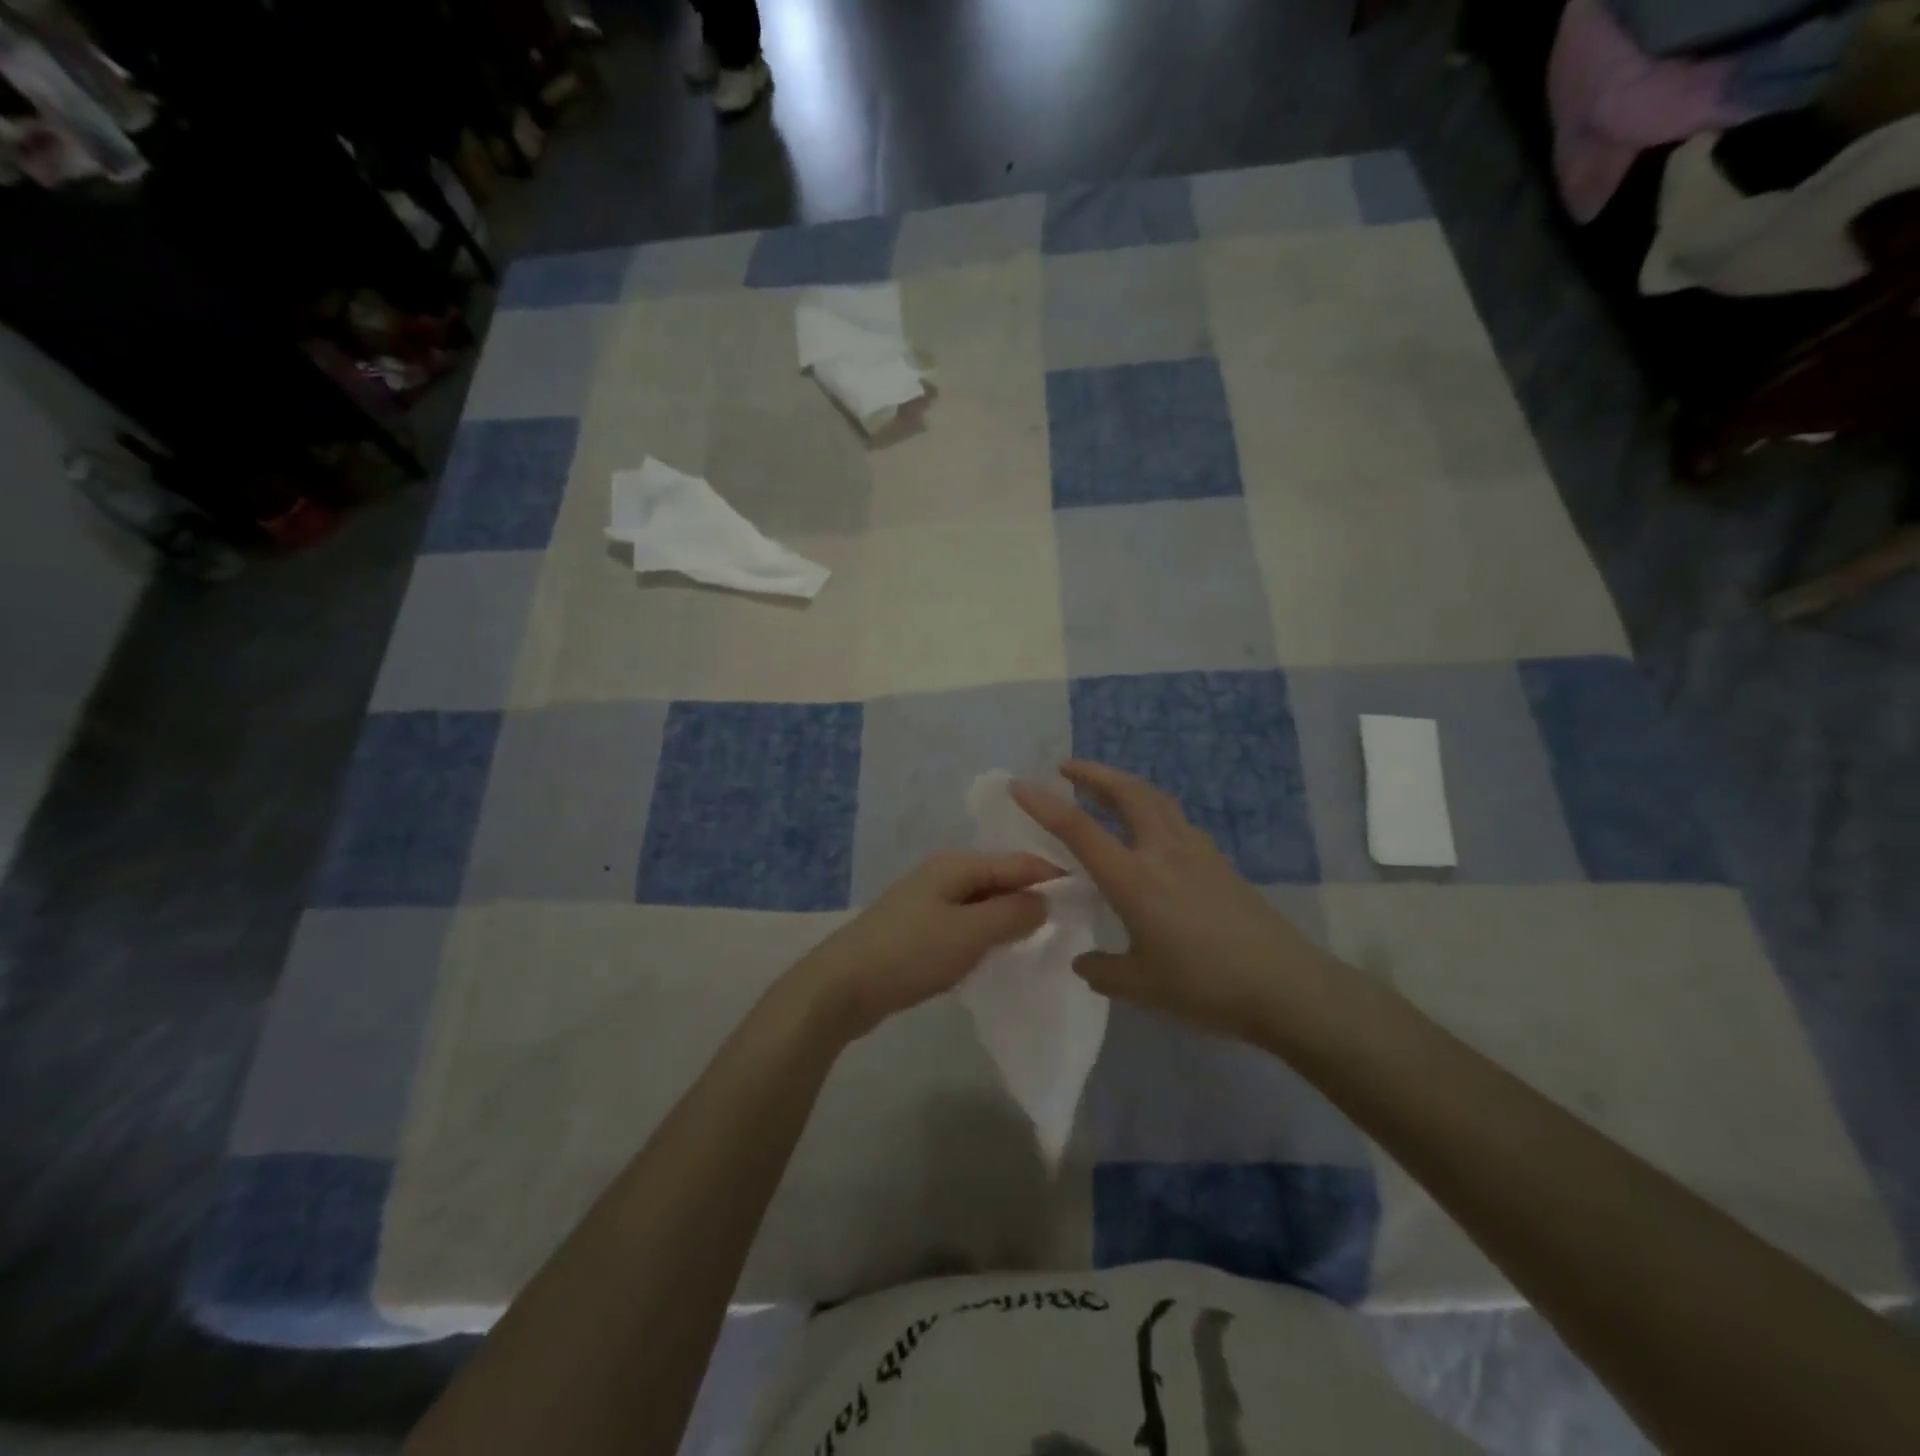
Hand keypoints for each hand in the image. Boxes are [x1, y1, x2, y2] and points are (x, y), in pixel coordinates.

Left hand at [789, 852, 1059, 1040]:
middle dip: (1034, 900)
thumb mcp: (970, 933)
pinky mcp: (919, 930)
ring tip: (1044, 942)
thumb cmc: (910, 953)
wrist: (841, 987)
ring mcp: (929, 902)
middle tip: (1072, 926)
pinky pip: (966, 925)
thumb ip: (1013, 914)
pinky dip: (987, 936)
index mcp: (958, 865)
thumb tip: (1046, 900)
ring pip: (984, 904)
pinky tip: (1000, 955)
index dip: (1055, 878)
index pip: (1019, 863)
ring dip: (1010, 921)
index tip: (1091, 898)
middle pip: (1001, 880)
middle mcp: (944, 875)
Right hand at [1011, 761, 1331, 1041]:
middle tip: (1066, 768)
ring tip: (1103, 788)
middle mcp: (1163, 851)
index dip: (1045, 804)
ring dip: (1123, 784)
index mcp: (1134, 879)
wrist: (1286, 986)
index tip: (1019, 784)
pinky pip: (1174, 818)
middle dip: (1093, 773)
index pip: (1079, 829)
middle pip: (1125, 792)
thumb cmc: (1206, 986)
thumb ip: (1103, 970)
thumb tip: (1083, 961)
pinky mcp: (1218, 861)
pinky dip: (1150, 807)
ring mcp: (1195, 851)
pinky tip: (1148, 829)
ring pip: (1154, 798)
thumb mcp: (1142, 986)